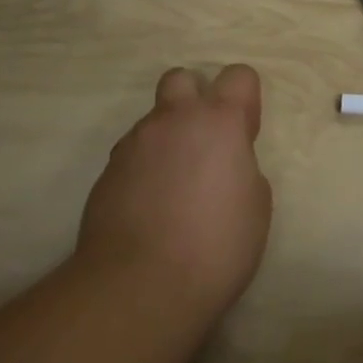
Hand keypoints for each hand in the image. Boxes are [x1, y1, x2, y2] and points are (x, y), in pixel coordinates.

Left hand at [76, 64, 272, 320]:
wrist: (138, 287)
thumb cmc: (214, 247)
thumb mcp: (256, 208)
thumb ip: (243, 169)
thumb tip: (226, 167)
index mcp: (220, 121)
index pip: (239, 75)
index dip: (245, 99)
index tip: (245, 134)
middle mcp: (175, 119)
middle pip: (182, 79)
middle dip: (193, 99)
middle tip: (202, 143)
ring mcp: (135, 142)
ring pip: (153, 121)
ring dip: (167, 140)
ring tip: (172, 189)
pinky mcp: (107, 171)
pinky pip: (131, 155)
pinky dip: (143, 170)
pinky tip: (148, 208)